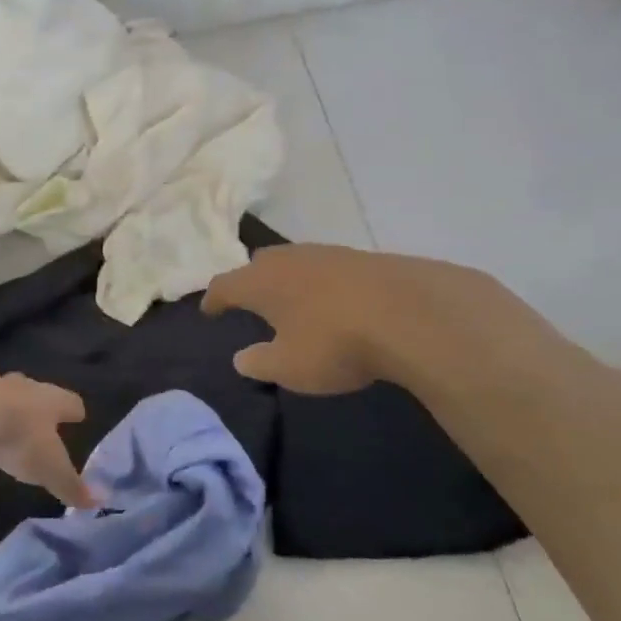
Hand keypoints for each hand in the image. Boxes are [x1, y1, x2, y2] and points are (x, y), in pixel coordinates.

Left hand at [0, 370, 93, 508]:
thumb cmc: (18, 439)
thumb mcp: (48, 469)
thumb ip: (71, 486)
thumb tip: (98, 503)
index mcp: (49, 402)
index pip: (70, 402)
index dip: (74, 410)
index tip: (78, 415)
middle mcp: (22, 386)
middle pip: (35, 390)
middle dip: (37, 402)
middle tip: (37, 416)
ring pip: (0, 390)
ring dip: (1, 403)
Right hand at [202, 243, 553, 397]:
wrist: (412, 313)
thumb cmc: (335, 343)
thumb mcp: (289, 367)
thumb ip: (260, 362)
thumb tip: (241, 358)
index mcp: (261, 282)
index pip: (225, 285)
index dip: (214, 299)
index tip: (208, 310)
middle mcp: (288, 259)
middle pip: (258, 264)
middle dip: (249, 281)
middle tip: (247, 300)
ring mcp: (327, 253)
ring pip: (294, 262)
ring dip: (286, 279)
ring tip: (289, 299)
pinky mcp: (361, 257)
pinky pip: (325, 267)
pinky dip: (318, 282)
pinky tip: (330, 299)